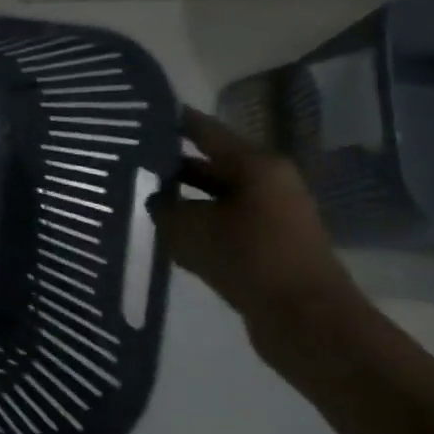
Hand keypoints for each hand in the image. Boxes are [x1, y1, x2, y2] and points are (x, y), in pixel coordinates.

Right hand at [150, 108, 366, 334]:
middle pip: (212, 165)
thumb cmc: (248, 258)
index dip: (175, 121)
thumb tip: (155, 200)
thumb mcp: (189, 228)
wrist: (305, 319)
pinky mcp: (268, 246)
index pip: (206, 131)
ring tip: (141, 198)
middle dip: (173, 164)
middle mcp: (268, 183)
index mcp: (256, 165)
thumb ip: (164, 207)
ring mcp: (271, 216)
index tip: (142, 114)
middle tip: (129, 161)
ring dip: (183, 199)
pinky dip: (198, 226)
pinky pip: (224, 226)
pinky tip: (168, 235)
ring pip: (216, 198)